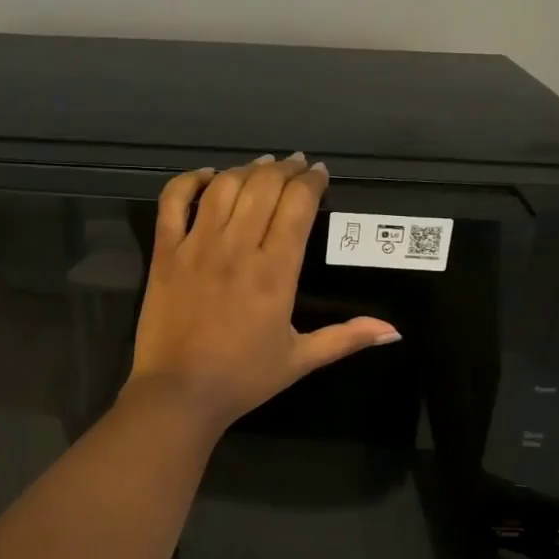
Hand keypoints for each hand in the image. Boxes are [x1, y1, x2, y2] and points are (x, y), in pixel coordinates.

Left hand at [126, 153, 400, 432]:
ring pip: (224, 187)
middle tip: (295, 165)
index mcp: (275, 272)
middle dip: (285, 169)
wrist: (179, 393)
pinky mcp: (164, 252)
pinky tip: (207, 177)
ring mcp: (197, 246)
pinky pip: (173, 201)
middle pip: (263, 187)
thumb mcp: (301, 359)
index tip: (320, 174)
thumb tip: (393, 330)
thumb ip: (346, 338)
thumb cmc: (243, 378)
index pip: (297, 206)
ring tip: (261, 167)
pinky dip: (189, 181)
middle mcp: (237, 248)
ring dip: (246, 169)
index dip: (312, 182)